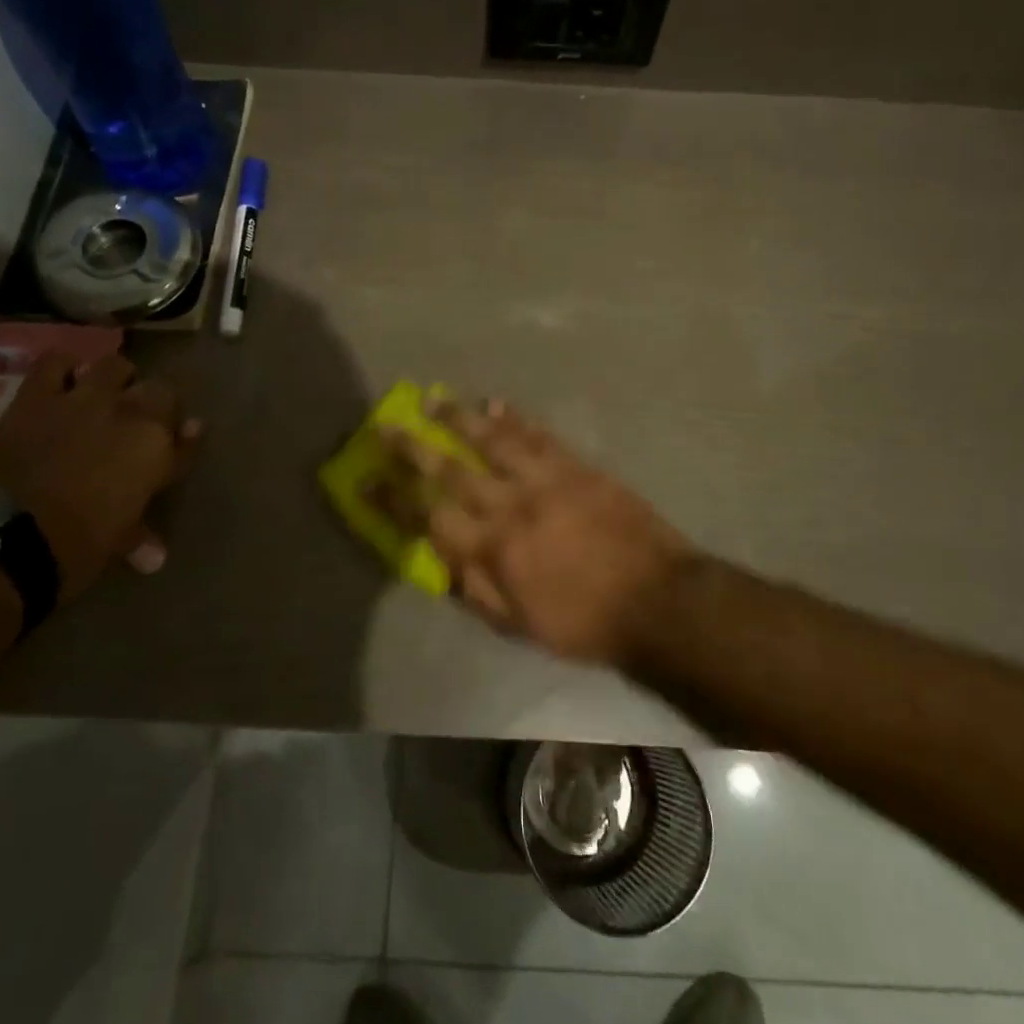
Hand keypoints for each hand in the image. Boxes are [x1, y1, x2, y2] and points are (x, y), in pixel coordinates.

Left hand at [0, 352, 198, 600]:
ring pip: (115, 366)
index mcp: (157, 450)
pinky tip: (63, 380)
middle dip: (156, 405)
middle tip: (142, 423)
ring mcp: (83, 400)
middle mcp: (131, 415)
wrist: (2, 540)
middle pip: (160, 392)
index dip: (186, 440)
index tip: (183, 441)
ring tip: (106, 394)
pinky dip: (63, 368)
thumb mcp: (117, 542)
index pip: (187, 438)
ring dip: (116, 379)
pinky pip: (55, 363)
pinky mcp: (37, 397)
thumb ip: (142, 534)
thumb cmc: (75, 548)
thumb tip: (156, 556)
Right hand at [379, 397, 689, 665]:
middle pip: (451, 469)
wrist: (657, 598)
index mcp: (493, 549)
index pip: (428, 517)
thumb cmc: (585, 622)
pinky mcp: (576, 467)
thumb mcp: (521, 625)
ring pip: (492, 440)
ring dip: (460, 417)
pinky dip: (515, 418)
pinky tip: (496, 404)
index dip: (392, 498)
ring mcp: (545, 480)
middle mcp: (510, 506)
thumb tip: (441, 560)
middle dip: (414, 446)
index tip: (365, 477)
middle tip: (388, 425)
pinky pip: (539, 435)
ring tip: (435, 398)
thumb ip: (476, 590)